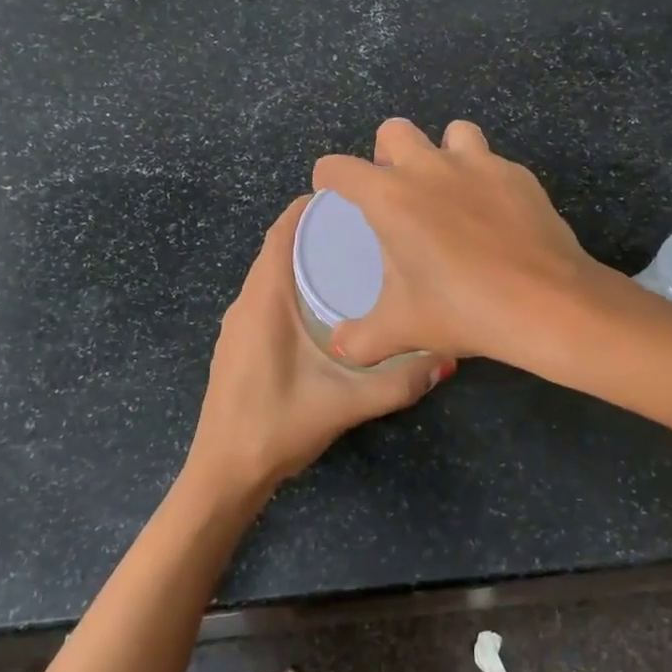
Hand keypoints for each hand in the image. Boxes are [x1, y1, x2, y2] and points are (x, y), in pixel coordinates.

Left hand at [186, 196, 452, 500]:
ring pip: (272, 274)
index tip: (352, 198)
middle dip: (318, 232)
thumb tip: (448, 357)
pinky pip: (267, 296)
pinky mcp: (239, 343)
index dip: (310, 208)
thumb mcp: (345, 403)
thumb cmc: (277, 426)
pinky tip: (328, 304)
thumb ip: (399, 382)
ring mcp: (238, 324)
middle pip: (279, 249)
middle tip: (368, 228)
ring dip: (306, 259)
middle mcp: (246, 302)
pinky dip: (295, 285)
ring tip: (356, 258)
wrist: (223, 474)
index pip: (282, 234)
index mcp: (264, 301)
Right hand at [312, 118, 603, 368]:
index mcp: (390, 197)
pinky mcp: (518, 174)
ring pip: (452, 132)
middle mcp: (430, 167)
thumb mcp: (402, 329)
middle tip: (396, 191)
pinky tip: (493, 215)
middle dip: (387, 153)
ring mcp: (479, 164)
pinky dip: (485, 179)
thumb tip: (341, 348)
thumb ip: (361, 339)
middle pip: (394, 130)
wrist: (548, 304)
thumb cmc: (463, 309)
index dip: (328, 177)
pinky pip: (492, 162)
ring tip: (449, 191)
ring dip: (442, 152)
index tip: (332, 192)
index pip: (339, 168)